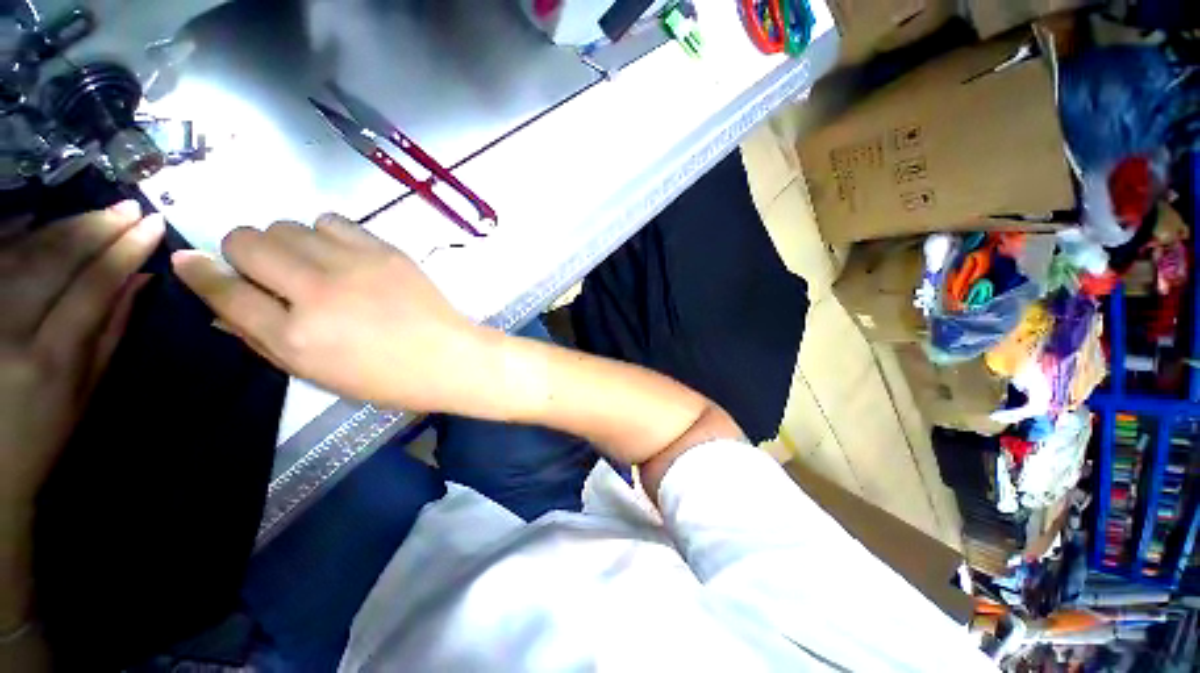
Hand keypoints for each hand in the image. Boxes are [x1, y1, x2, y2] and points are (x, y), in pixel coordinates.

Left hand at [0, 203, 163, 509]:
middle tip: (129, 208)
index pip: (94, 285)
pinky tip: (35, 217)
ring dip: (62, 226)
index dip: (126, 250)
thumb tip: (140, 280)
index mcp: (50, 358)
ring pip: (22, 250)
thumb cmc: (41, 434)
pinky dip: (12, 231)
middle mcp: (10, 329)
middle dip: (96, 228)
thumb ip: (111, 333)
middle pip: (55, 260)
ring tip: (96, 212)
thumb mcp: (84, 392)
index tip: (153, 224)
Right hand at [172, 214, 482, 412]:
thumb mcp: (316, 374)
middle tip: (269, 272)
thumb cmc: (386, 378)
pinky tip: (341, 255)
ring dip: (286, 243)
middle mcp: (317, 292)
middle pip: (246, 241)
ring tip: (311, 265)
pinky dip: (325, 233)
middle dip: (244, 254)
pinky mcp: (385, 251)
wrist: (449, 357)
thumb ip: (263, 338)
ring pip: (287, 225)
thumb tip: (221, 303)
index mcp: (295, 335)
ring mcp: (354, 265)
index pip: (224, 291)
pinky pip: (332, 220)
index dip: (199, 273)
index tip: (189, 262)